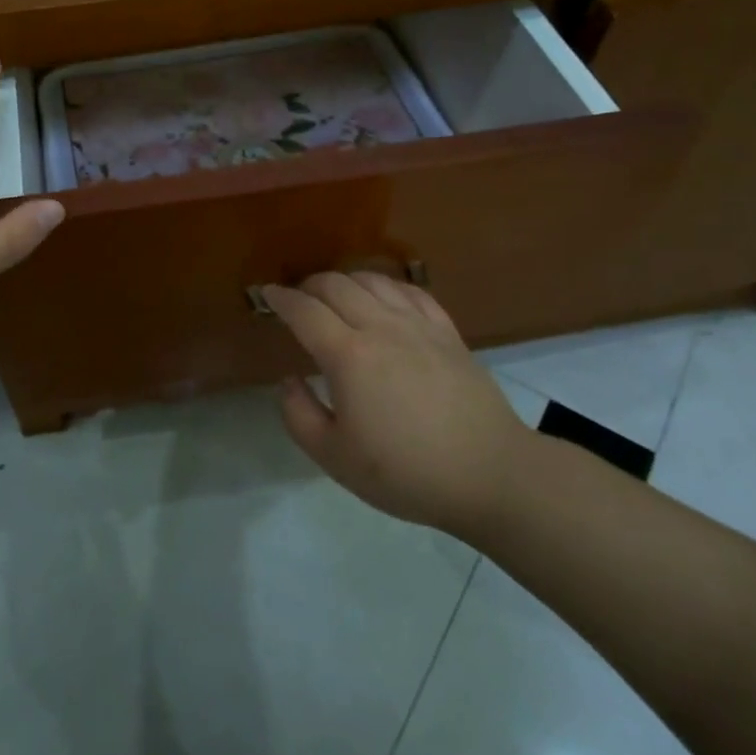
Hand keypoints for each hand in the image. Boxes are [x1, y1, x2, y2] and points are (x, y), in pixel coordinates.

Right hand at [263, 272, 535, 534]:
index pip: (304, 311)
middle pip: (336, 285)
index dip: (280, 299)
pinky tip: (383, 298)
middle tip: (297, 301)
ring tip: (335, 297)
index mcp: (348, 356)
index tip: (266, 294)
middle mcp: (381, 327)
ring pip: (373, 280)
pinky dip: (386, 286)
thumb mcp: (334, 457)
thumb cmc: (405, 471)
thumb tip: (288, 380)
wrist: (489, 474)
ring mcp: (419, 326)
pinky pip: (411, 292)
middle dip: (308, 286)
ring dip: (345, 280)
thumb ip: (298, 414)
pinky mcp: (448, 333)